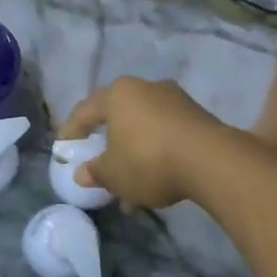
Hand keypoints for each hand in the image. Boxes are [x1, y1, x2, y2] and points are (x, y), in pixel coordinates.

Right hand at [58, 77, 232, 209]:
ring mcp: (175, 100)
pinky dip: (155, 155)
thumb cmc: (148, 160)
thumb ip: (95, 172)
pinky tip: (154, 184)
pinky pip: (166, 135)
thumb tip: (82, 173)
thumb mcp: (114, 173)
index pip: (85, 111)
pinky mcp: (198, 117)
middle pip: (117, 117)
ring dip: (133, 155)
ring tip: (128, 188)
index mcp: (118, 94)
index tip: (64, 148)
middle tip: (97, 162)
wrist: (213, 162)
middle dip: (107, 145)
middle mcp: (146, 88)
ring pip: (143, 129)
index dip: (71, 131)